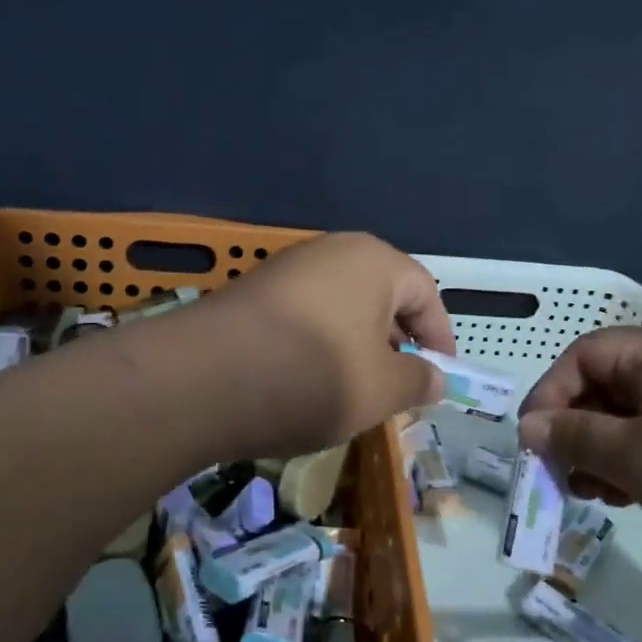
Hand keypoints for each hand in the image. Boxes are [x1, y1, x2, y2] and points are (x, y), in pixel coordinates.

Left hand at [191, 232, 453, 457]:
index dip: (440, 337)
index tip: (441, 376)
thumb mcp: (381, 390)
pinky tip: (306, 381)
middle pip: (380, 295)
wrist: (201, 379)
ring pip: (340, 306)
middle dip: (397, 341)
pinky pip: (304, 315)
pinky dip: (318, 344)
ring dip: (356, 345)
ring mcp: (285, 269)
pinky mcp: (251, 292)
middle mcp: (330, 251)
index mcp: (373, 261)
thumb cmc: (312, 377)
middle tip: (400, 384)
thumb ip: (418, 381)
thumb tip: (436, 378)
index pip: (425, 293)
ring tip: (353, 389)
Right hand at [516, 327, 641, 605]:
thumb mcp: (637, 458)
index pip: (583, 354)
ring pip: (630, 418)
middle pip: (606, 385)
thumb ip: (574, 437)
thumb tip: (527, 426)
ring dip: (600, 452)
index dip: (549, 394)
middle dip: (574, 429)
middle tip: (560, 476)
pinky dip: (633, 466)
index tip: (531, 444)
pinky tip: (628, 499)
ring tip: (592, 494)